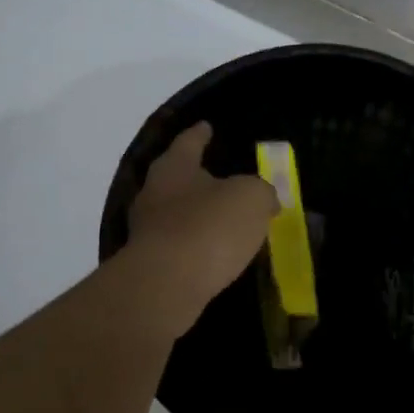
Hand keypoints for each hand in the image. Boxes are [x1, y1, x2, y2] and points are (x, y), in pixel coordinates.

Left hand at [125, 122, 277, 335]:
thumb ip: (261, 192)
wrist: (166, 286)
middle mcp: (154, 193)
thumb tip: (265, 200)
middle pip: (177, 178)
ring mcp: (148, 230)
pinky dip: (197, 244)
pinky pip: (180, 245)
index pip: (189, 142)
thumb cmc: (209, 228)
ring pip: (177, 214)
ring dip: (199, 214)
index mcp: (175, 168)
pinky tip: (216, 252)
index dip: (200, 133)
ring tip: (226, 219)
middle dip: (198, 177)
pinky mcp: (151, 263)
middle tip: (221, 176)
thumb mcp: (251, 199)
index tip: (206, 126)